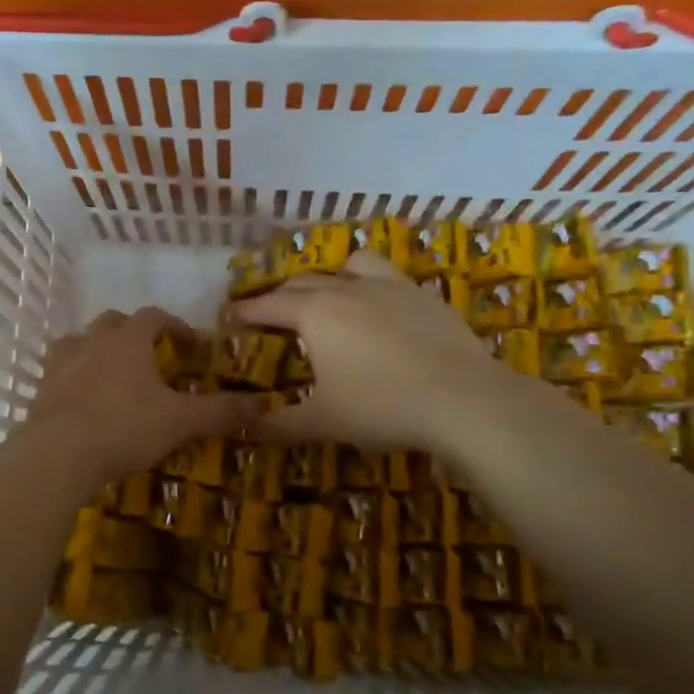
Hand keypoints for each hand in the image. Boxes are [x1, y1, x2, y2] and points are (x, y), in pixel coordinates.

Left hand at [27, 307, 256, 485]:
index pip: (154, 316)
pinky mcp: (42, 388)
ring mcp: (62, 362)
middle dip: (134, 333)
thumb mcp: (181, 421)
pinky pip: (60, 371)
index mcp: (129, 340)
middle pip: (114, 322)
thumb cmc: (125, 426)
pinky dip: (74, 377)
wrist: (60, 453)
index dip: (175, 326)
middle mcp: (92, 341)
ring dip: (98, 350)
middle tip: (150, 357)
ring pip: (81, 342)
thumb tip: (260, 405)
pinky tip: (83, 399)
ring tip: (113, 374)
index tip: (189, 345)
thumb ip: (220, 411)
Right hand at [233, 253, 522, 459]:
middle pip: (302, 282)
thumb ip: (279, 424)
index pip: (268, 305)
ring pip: (349, 265)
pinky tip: (380, 310)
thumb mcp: (323, 422)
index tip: (230, 317)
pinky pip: (387, 276)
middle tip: (271, 316)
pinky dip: (371, 284)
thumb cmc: (381, 407)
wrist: (462, 399)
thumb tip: (245, 428)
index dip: (246, 311)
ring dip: (330, 277)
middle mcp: (346, 289)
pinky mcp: (422, 294)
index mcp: (315, 313)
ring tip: (330, 297)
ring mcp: (388, 286)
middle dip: (280, 296)